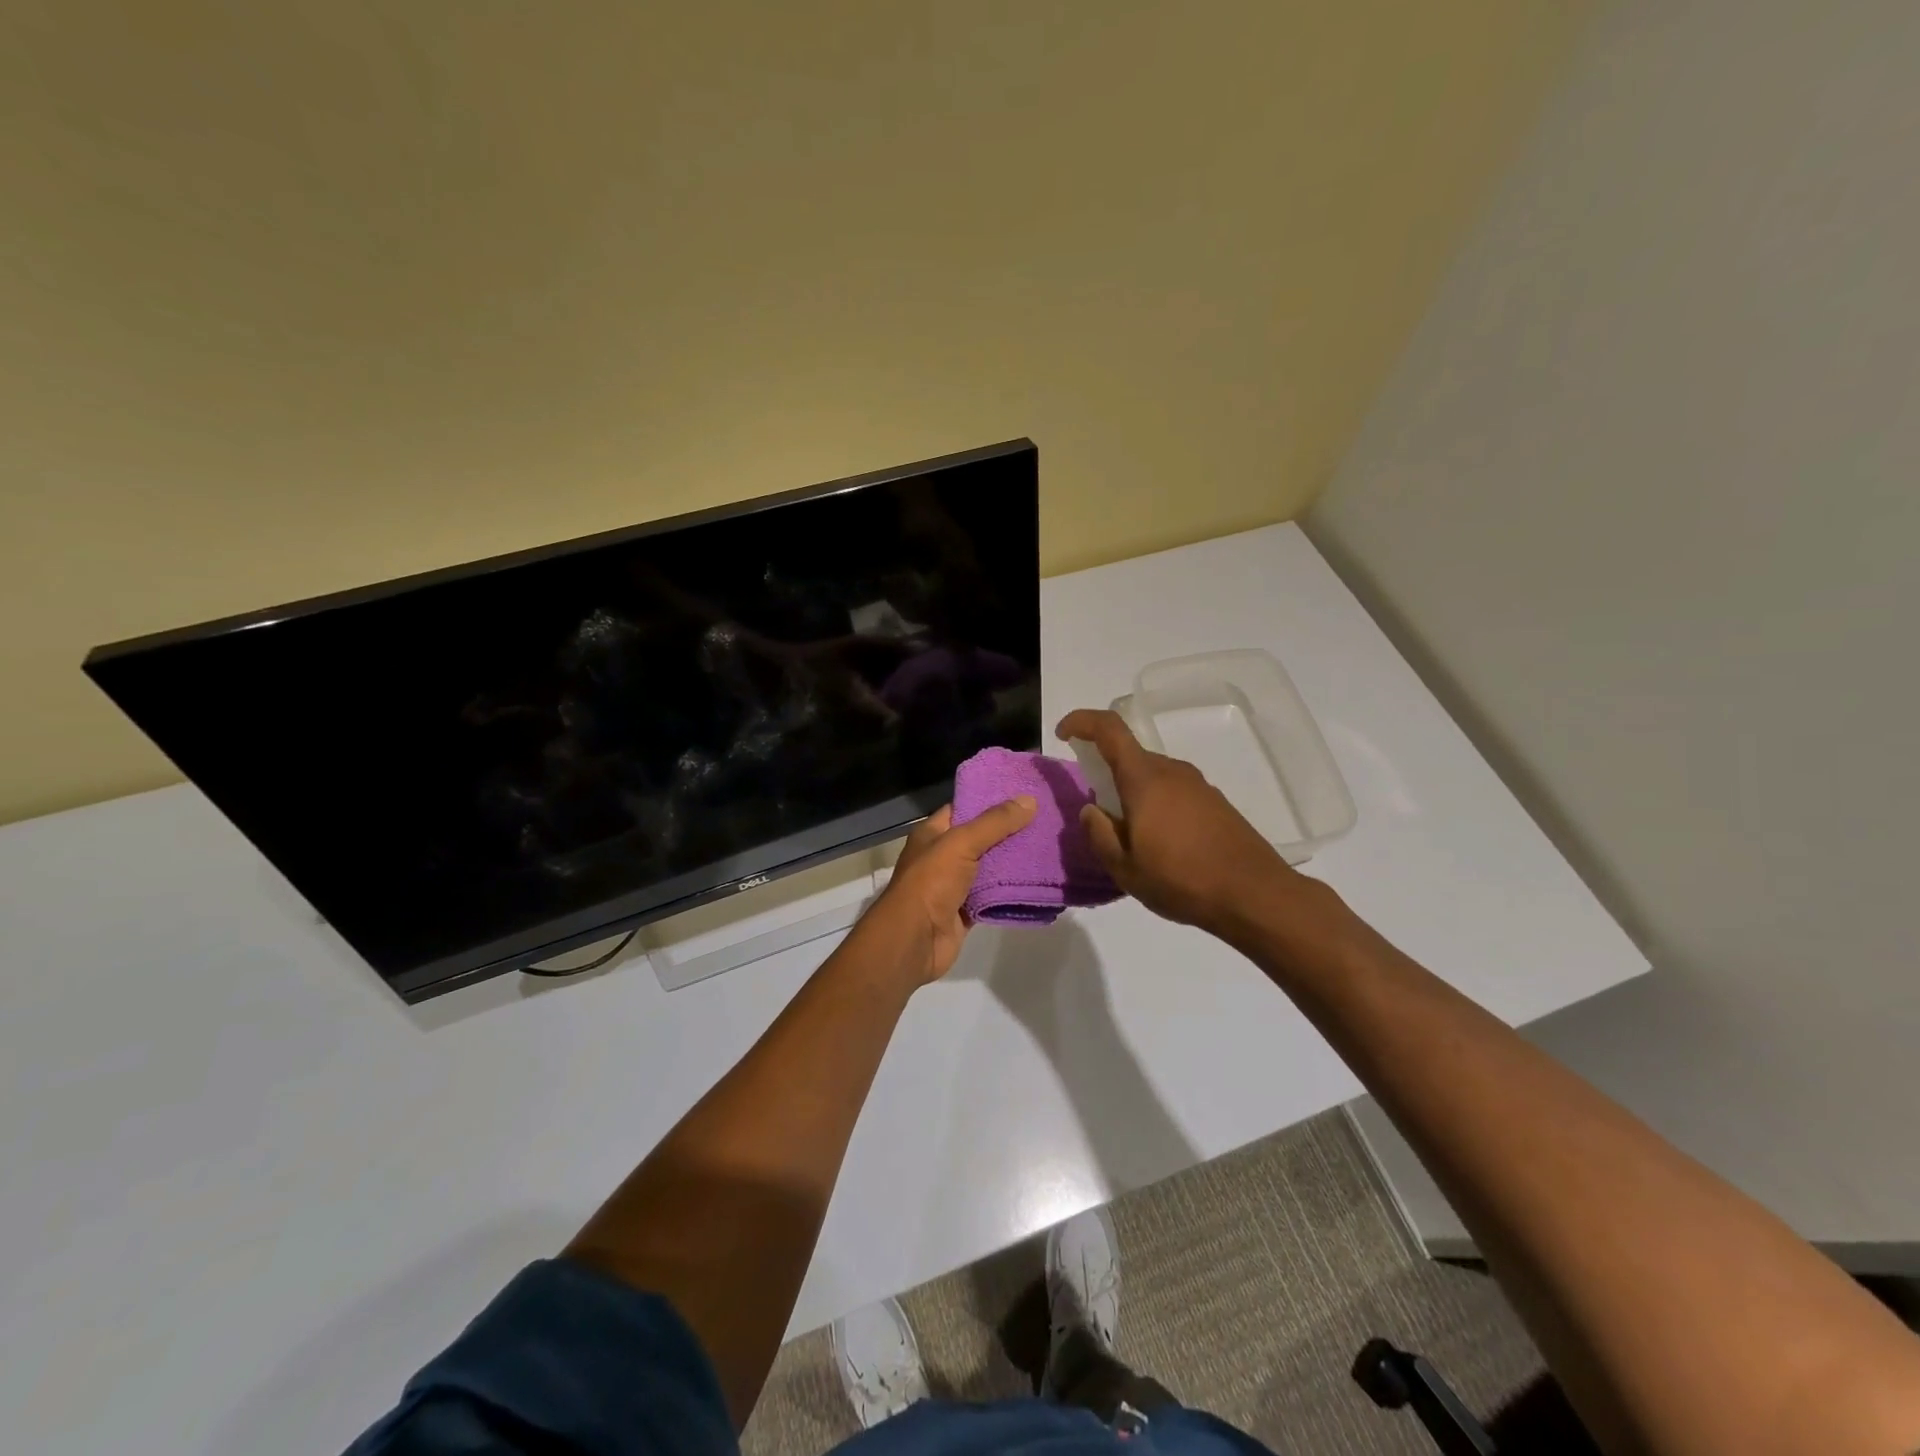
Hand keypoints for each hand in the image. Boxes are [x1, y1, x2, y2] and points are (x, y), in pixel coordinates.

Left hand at [875, 796, 1036, 984]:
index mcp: (932, 833)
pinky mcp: (965, 911)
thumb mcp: (961, 843)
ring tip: (1046, 845)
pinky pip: (992, 896)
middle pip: (979, 838)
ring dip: (1012, 861)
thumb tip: (1029, 801)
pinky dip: (1009, 891)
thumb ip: (995, 823)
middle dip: (1008, 831)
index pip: (963, 807)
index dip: (989, 799)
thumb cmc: (930, 882)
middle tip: (1043, 819)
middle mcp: (942, 856)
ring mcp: (953, 885)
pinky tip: (1036, 880)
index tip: (1022, 793)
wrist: (914, 940)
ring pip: (988, 868)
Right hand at [1056, 708, 1307, 938]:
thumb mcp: (1125, 868)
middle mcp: (1172, 771)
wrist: (1254, 894)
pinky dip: (1156, 804)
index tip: (1063, 733)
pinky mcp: (1215, 802)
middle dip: (1106, 772)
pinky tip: (1163, 844)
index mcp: (1145, 779)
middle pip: (1130, 756)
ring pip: (1152, 775)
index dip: (1082, 722)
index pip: (1110, 729)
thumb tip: (1090, 810)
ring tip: (1132, 837)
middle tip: (1099, 813)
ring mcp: (1198, 785)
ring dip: (1133, 793)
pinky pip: (1173, 791)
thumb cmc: (1182, 880)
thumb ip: (1099, 834)